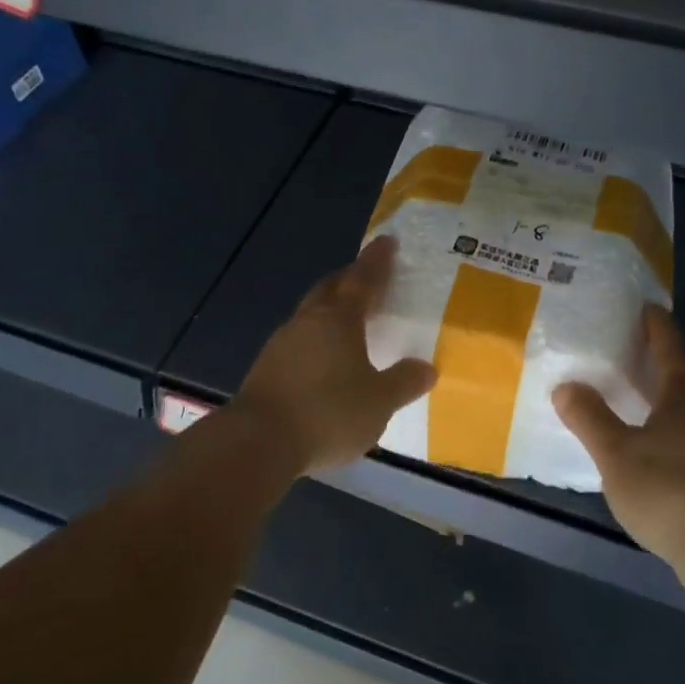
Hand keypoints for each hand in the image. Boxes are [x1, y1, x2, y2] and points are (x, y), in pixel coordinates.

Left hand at [234, 235, 436, 474]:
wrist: (258, 442)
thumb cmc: (328, 412)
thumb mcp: (378, 402)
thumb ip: (403, 383)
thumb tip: (426, 368)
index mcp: (339, 319)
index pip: (363, 279)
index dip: (377, 261)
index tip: (387, 241)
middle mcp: (308, 322)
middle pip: (330, 289)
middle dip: (349, 279)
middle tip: (366, 277)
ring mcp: (281, 344)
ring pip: (310, 314)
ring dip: (329, 310)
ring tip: (347, 321)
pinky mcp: (265, 369)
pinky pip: (297, 341)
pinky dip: (315, 339)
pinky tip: (322, 360)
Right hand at [554, 306, 684, 599]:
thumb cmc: (669, 491)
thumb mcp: (616, 454)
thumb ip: (589, 417)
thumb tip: (566, 386)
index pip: (669, 343)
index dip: (654, 323)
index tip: (644, 306)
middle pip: (683, 371)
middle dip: (658, 359)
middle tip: (627, 350)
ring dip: (665, 394)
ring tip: (635, 395)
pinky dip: (674, 422)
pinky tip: (655, 441)